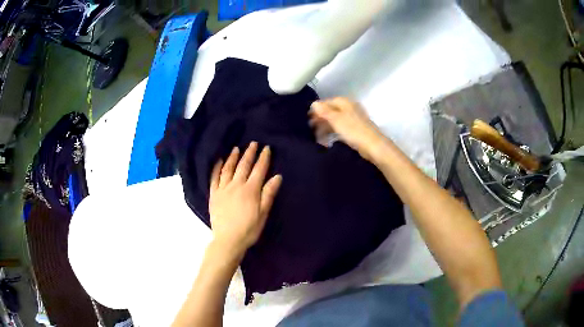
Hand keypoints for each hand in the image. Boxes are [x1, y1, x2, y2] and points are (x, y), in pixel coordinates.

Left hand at [209, 142, 282, 255]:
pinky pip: (214, 178)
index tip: (266, 148)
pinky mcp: (214, 194)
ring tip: (236, 148)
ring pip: (228, 169)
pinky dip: (217, 168)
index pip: (259, 170)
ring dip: (233, 157)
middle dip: (249, 153)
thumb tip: (277, 176)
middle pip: (244, 166)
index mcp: (250, 190)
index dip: (263, 158)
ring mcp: (223, 189)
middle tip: (253, 143)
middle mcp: (236, 185)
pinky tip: (219, 161)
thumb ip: (268, 194)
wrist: (228, 240)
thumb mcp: (263, 213)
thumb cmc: (249, 229)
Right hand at [309, 97, 384, 161]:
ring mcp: (353, 120)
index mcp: (345, 103)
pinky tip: (328, 141)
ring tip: (317, 137)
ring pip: (335, 121)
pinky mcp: (356, 130)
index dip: (317, 109)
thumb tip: (313, 103)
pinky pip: (340, 129)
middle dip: (320, 119)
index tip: (308, 118)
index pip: (327, 102)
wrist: (373, 146)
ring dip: (325, 127)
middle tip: (310, 129)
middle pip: (331, 111)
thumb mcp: (336, 119)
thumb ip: (324, 111)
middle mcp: (349, 108)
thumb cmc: (353, 130)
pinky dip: (333, 133)